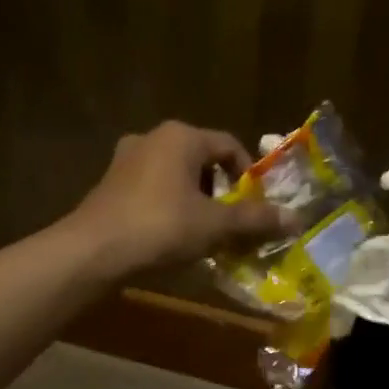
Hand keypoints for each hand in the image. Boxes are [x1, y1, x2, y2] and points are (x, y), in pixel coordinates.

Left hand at [66, 121, 293, 274]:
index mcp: (182, 137)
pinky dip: (170, 206)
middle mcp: (153, 138)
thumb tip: (296, 220)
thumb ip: (255, 219)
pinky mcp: (110, 183)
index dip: (249, 177)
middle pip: (203, 160)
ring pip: (177, 176)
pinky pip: (153, 189)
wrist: (92, 252)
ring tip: (205, 232)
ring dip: (196, 200)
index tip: (255, 207)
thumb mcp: (215, 225)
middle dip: (222, 191)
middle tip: (232, 221)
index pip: (230, 146)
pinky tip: (172, 235)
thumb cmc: (160, 227)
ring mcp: (126, 159)